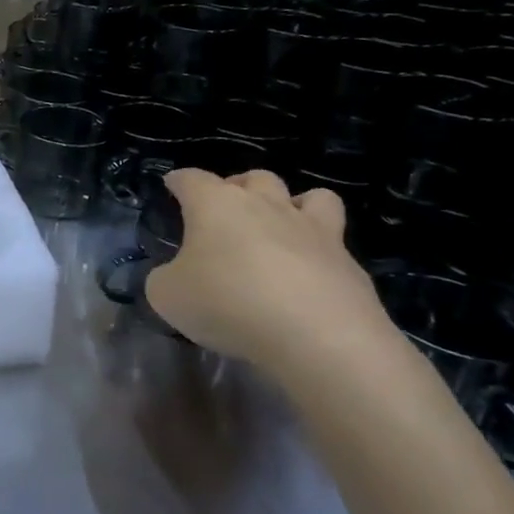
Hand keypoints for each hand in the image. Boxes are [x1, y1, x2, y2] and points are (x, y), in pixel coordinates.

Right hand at [143, 169, 392, 382]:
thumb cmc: (227, 303)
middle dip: (239, 187)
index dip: (178, 181)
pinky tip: (307, 274)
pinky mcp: (348, 262)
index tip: (172, 186)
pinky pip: (335, 241)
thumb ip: (164, 278)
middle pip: (254, 177)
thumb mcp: (167, 296)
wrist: (318, 336)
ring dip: (293, 204)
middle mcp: (265, 205)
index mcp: (215, 204)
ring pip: (311, 196)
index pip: (191, 178)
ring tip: (281, 228)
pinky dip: (320, 250)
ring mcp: (313, 230)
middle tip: (226, 212)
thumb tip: (175, 276)